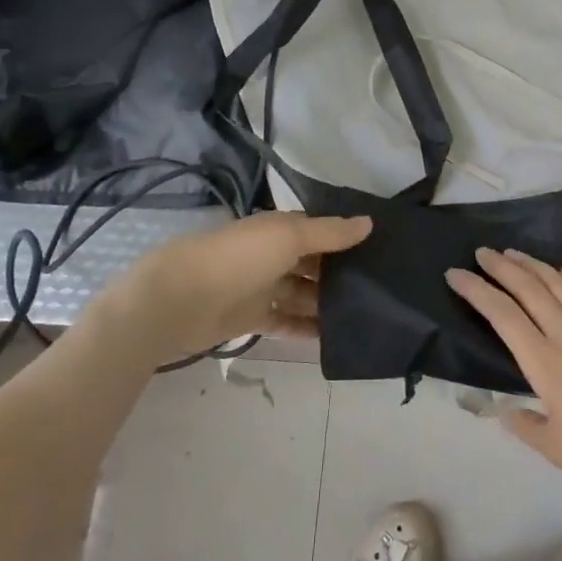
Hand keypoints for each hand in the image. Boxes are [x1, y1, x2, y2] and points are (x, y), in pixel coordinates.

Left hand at [102, 211, 372, 364]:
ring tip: (366, 315)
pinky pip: (287, 322)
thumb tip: (369, 223)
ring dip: (327, 303)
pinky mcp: (252, 318)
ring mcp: (261, 287)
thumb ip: (330, 232)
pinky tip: (334, 337)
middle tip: (382, 287)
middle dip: (341, 273)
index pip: (320, 230)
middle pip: (313, 263)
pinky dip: (307, 328)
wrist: (179, 299)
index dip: (346, 237)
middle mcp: (272, 254)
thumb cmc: (239, 258)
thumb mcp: (289, 236)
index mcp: (279, 229)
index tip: (381, 249)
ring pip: (302, 294)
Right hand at [446, 247, 561, 492]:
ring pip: (560, 285)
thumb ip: (526, 426)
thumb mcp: (556, 449)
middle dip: (501, 267)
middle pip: (529, 289)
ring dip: (535, 265)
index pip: (502, 315)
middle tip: (482, 252)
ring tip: (515, 253)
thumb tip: (506, 410)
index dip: (476, 291)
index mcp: (544, 361)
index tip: (455, 274)